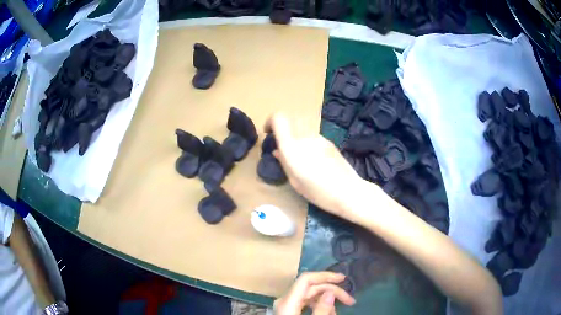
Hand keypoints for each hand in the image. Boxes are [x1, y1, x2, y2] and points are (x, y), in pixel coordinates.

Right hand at [265, 113, 374, 220]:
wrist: (347, 191)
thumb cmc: (317, 192)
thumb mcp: (294, 181)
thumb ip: (283, 161)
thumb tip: (277, 150)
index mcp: (292, 146)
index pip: (279, 118)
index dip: (270, 121)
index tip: (268, 133)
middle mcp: (305, 136)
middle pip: (290, 120)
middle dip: (282, 129)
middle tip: (281, 144)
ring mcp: (319, 137)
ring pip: (301, 127)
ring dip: (295, 135)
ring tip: (298, 155)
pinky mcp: (328, 141)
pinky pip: (312, 135)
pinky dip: (306, 141)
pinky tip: (313, 159)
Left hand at [274, 272, 354, 314]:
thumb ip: (321, 310)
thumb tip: (330, 292)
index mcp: (287, 302)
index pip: (306, 279)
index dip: (325, 276)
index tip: (344, 279)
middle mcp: (285, 301)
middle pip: (310, 287)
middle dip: (332, 291)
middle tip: (351, 301)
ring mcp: (286, 306)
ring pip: (309, 295)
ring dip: (327, 299)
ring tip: (339, 311)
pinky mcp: (289, 311)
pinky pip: (305, 303)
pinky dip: (318, 305)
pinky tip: (328, 313)